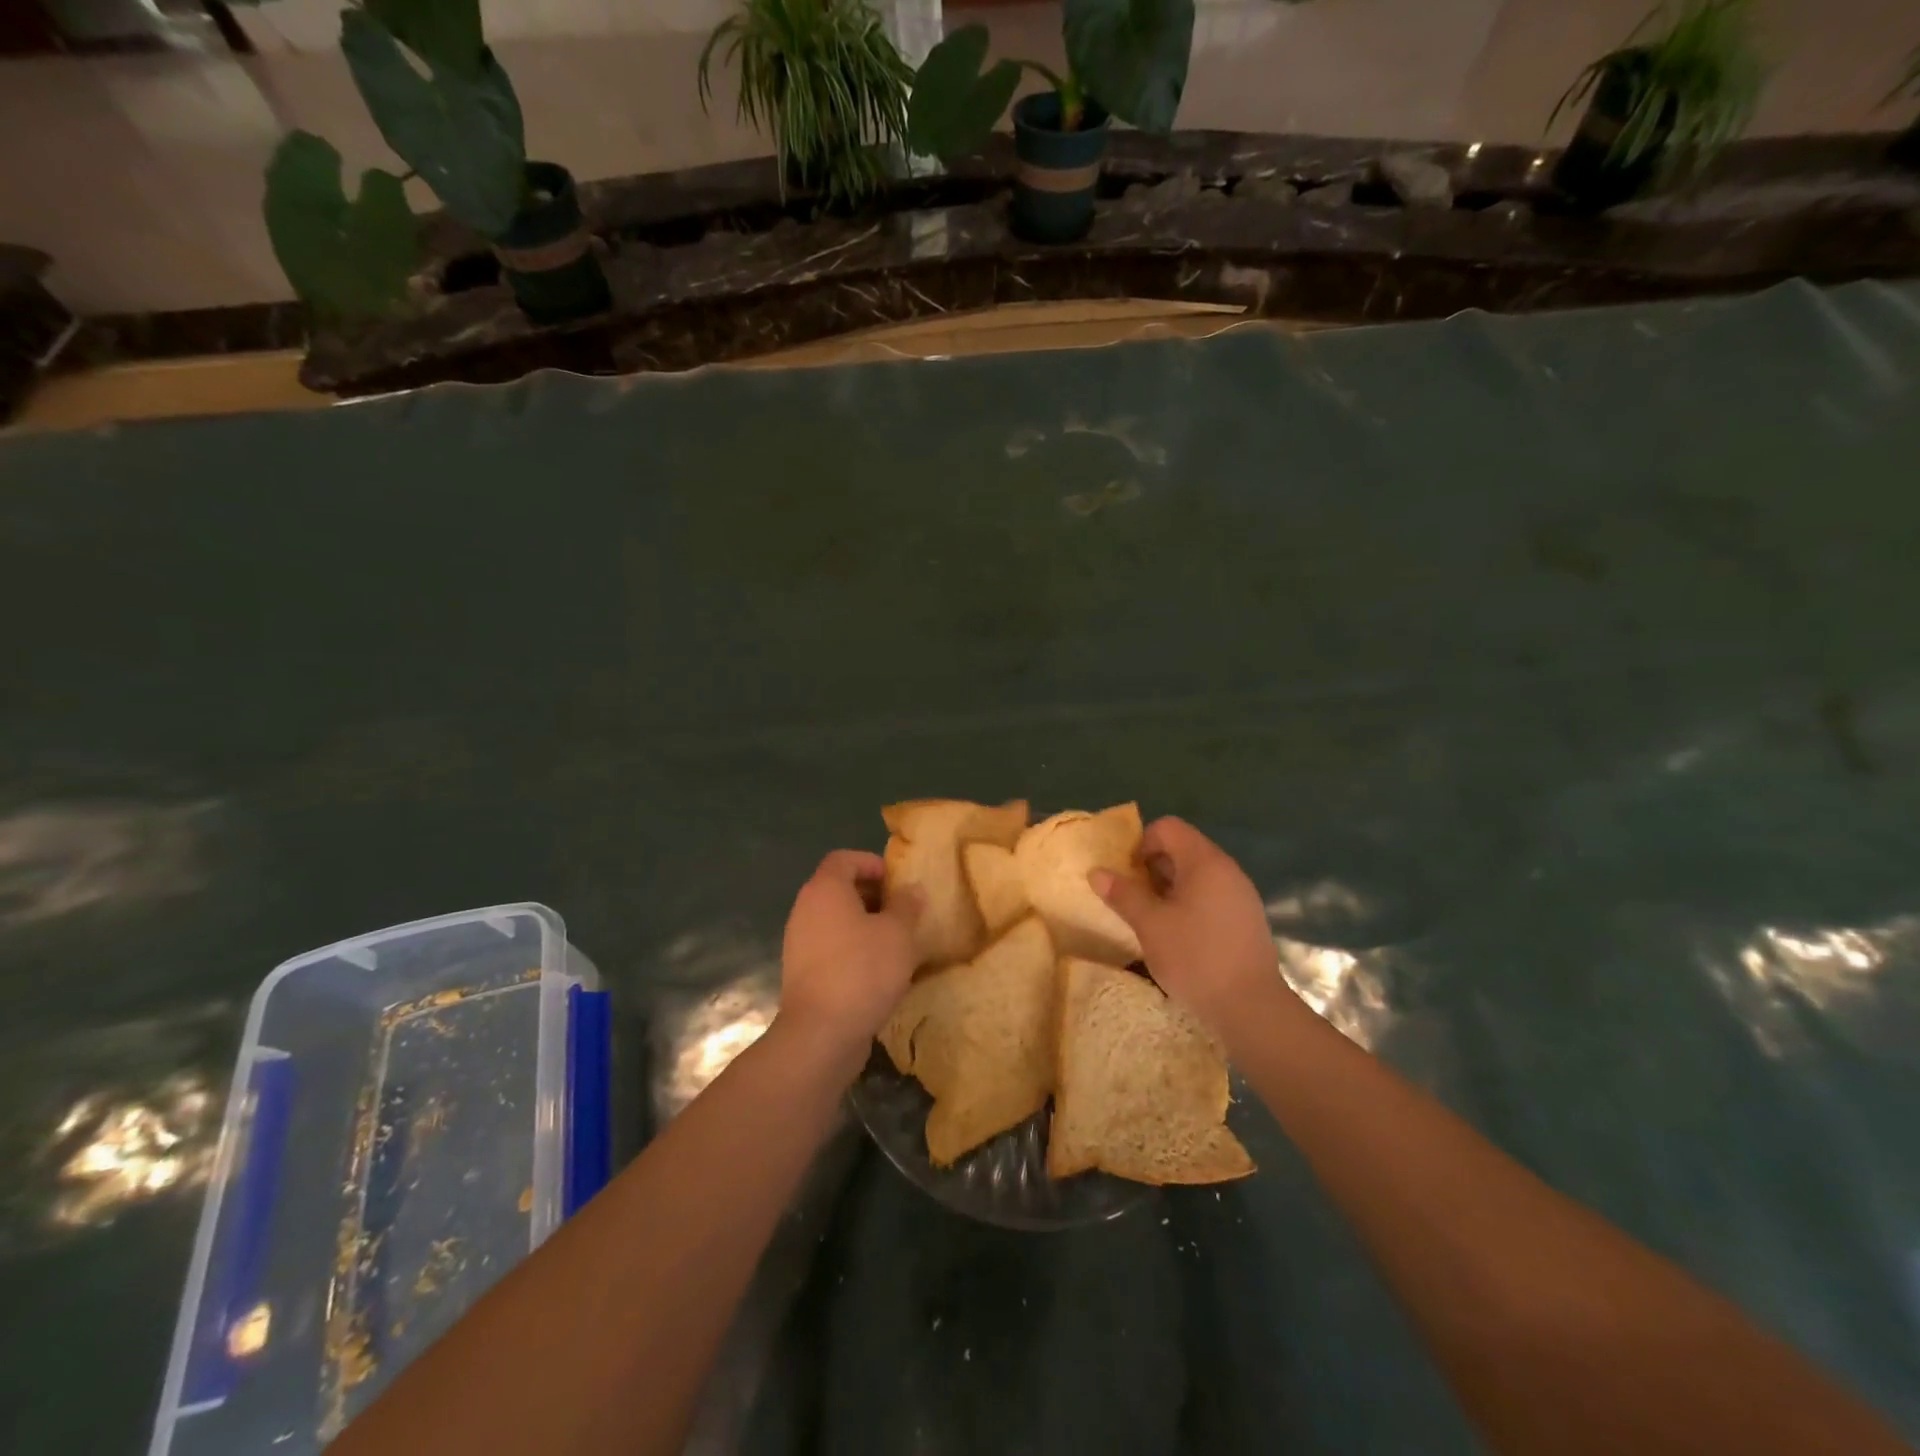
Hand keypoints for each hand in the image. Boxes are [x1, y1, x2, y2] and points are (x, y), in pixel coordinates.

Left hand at [777, 850, 921, 1069]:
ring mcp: (799, 943)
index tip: (897, 881)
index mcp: (825, 890)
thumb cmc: (863, 970)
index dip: (871, 863)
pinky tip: (878, 970)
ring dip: (864, 924)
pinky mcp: (802, 972)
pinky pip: (830, 947)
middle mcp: (805, 910)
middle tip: (902, 912)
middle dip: (872, 895)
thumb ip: (906, 906)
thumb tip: (911, 890)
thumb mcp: (898, 934)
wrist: (820, 1034)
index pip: (844, 859)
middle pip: (838, 888)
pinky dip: (852, 948)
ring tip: (895, 942)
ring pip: (835, 920)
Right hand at [1089, 817, 1285, 1037]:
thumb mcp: (1150, 925)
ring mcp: (1241, 894)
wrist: (1251, 1007)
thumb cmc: (1196, 957)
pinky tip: (1179, 935)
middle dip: (1153, 867)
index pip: (1168, 828)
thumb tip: (1097, 872)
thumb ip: (1123, 894)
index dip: (1142, 843)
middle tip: (1134, 899)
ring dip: (1169, 888)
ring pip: (1196, 874)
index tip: (1129, 875)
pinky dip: (1189, 903)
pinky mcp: (1246, 918)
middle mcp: (1227, 869)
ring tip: (1153, 919)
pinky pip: (1211, 895)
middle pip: (1183, 848)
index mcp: (1205, 862)